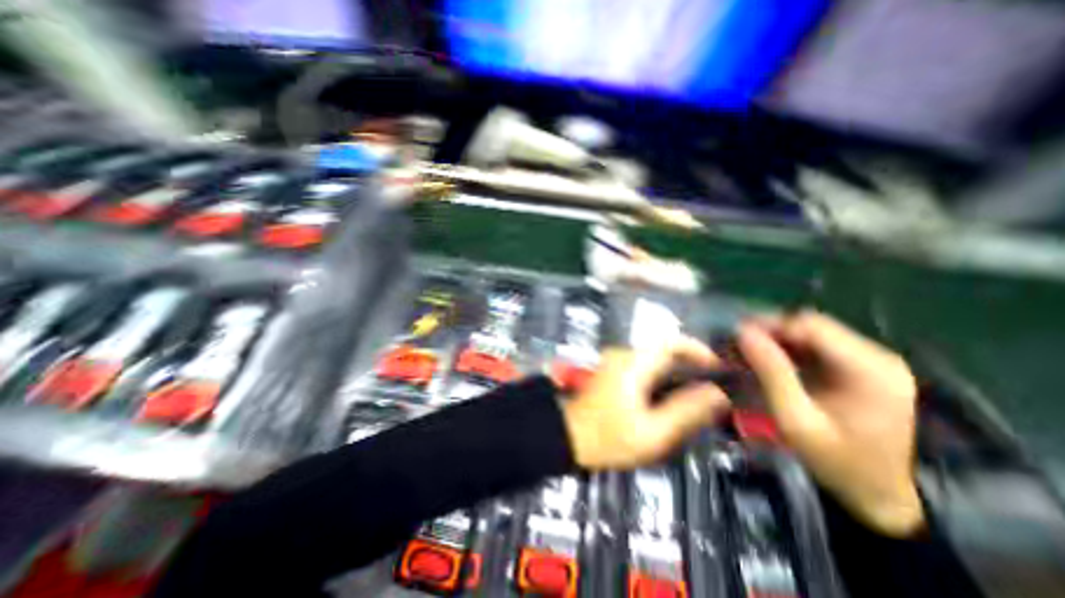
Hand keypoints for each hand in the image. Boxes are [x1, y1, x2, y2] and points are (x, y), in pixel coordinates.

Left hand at [565, 338, 733, 469]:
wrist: (570, 436)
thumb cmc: (609, 437)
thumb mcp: (653, 432)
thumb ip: (686, 411)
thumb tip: (717, 394)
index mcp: (633, 363)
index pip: (670, 342)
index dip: (698, 349)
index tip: (718, 366)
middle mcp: (624, 354)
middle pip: (664, 347)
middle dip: (691, 360)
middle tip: (713, 383)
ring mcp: (616, 360)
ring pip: (655, 355)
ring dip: (677, 366)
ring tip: (698, 390)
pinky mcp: (613, 368)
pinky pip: (645, 362)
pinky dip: (663, 371)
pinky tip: (671, 392)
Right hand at [742, 312, 924, 536]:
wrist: (881, 496)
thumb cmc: (836, 462)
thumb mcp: (795, 419)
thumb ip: (771, 372)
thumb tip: (743, 333)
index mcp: (869, 370)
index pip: (811, 326)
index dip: (769, 325)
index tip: (736, 336)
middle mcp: (878, 357)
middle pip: (812, 326)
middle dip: (771, 332)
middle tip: (739, 346)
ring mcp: (873, 362)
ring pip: (813, 334)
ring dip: (778, 340)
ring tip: (750, 353)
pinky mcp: (864, 369)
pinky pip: (818, 347)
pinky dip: (790, 350)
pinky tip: (771, 362)